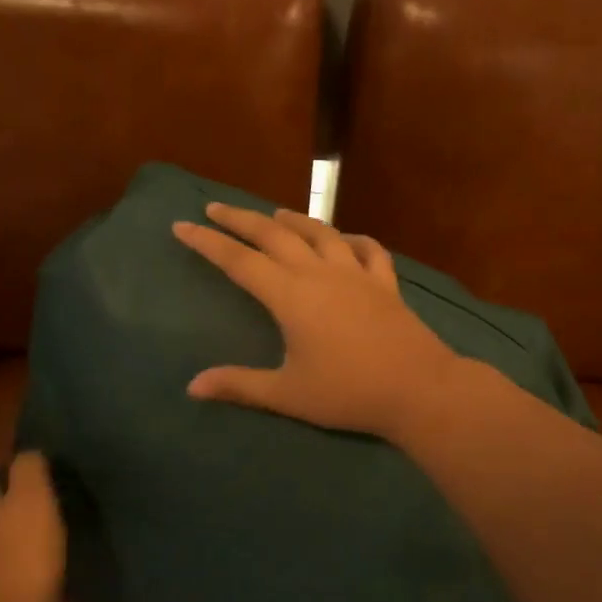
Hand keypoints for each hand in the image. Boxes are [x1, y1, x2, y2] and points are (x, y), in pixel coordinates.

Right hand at [172, 203, 461, 437]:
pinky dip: (353, 240)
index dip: (208, 242)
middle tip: (216, 208)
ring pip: (320, 234)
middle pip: (274, 236)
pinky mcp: (385, 283)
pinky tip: (346, 239)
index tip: (182, 225)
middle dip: (241, 220)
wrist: (419, 389)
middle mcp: (319, 273)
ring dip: (294, 220)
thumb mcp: (288, 394)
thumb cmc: (348, 393)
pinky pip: (368, 251)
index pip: (239, 261)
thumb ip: (239, 385)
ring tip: (274, 214)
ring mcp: (356, 274)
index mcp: (291, 296)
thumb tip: (192, 387)